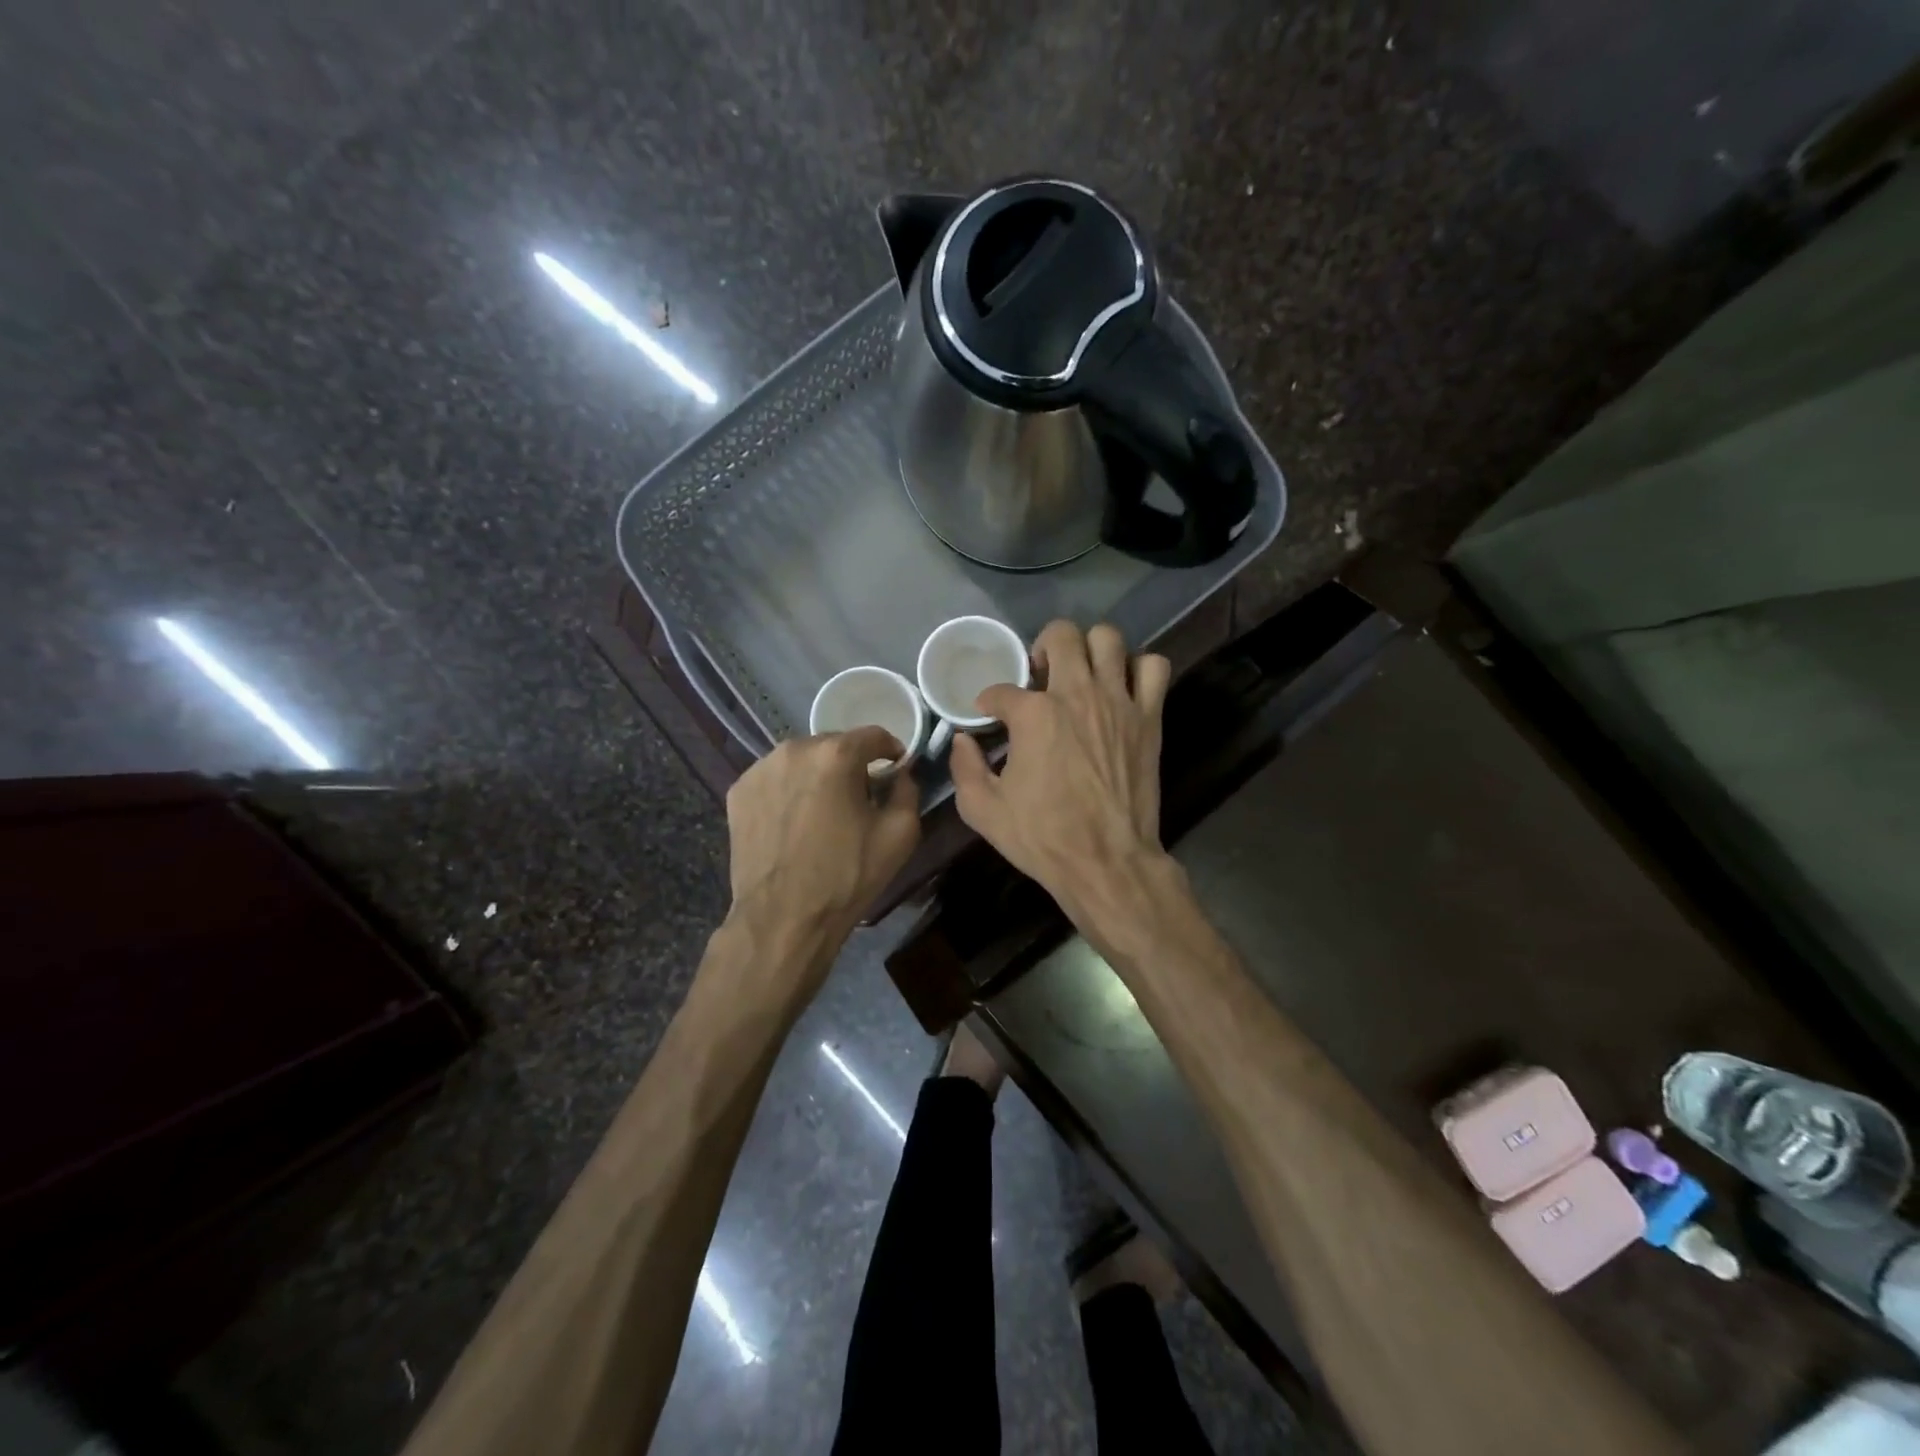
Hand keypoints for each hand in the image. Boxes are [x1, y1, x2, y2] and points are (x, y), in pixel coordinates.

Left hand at [723, 727, 921, 964]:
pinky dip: (789, 790)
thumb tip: (901, 774)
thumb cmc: (847, 876)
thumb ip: (907, 790)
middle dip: (851, 764)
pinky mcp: (738, 791)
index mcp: (836, 755)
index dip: (891, 750)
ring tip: (823, 811)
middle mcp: (794, 749)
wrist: (783, 918)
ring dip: (817, 775)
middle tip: (859, 797)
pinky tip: (794, 821)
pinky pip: (775, 779)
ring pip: (802, 760)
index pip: (873, 735)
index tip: (895, 770)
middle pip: (835, 744)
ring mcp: (760, 769)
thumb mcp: (900, 834)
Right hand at [949, 620, 1171, 923]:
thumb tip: (963, 740)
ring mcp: (1119, 702)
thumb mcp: (983, 810)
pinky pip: (1154, 667)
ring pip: (1108, 639)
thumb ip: (964, 767)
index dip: (989, 701)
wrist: (1106, 862)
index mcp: (1034, 715)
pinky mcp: (1149, 717)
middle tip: (1039, 676)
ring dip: (1090, 649)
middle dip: (1042, 647)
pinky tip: (1122, 688)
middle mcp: (1077, 694)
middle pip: (1061, 635)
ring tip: (1081, 673)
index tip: (989, 715)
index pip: (1002, 689)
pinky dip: (1138, 668)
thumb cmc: (1042, 837)